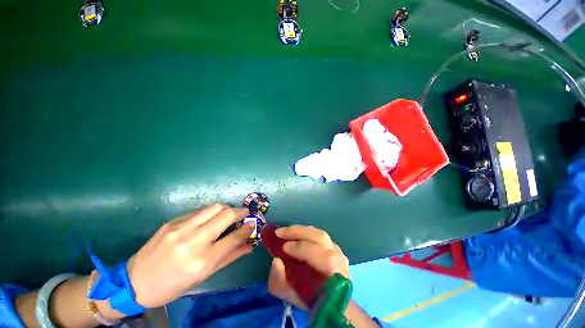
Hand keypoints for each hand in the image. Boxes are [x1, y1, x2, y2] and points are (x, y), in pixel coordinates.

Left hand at [126, 204, 254, 307]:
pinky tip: (209, 220)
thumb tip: (249, 245)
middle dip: (241, 211)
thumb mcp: (203, 277)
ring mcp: (181, 228)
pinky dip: (210, 213)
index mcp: (202, 261)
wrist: (135, 282)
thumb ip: (230, 257)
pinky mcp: (173, 221)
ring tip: (228, 214)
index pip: (234, 237)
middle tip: (244, 214)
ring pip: (215, 207)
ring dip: (227, 208)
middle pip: (227, 214)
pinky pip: (199, 211)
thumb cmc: (173, 285)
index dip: (248, 228)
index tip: (253, 224)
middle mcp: (193, 241)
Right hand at [267, 225, 349, 308]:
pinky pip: (318, 234)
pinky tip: (294, 234)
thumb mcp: (291, 295)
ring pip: (319, 234)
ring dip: (301, 231)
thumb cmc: (310, 299)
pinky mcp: (333, 245)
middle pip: (321, 238)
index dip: (303, 250)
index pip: (324, 258)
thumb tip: (276, 261)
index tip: (284, 247)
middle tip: (280, 232)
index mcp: (335, 276)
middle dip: (299, 233)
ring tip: (285, 231)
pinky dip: (305, 232)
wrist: (327, 299)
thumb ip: (281, 282)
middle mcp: (339, 259)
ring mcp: (337, 250)